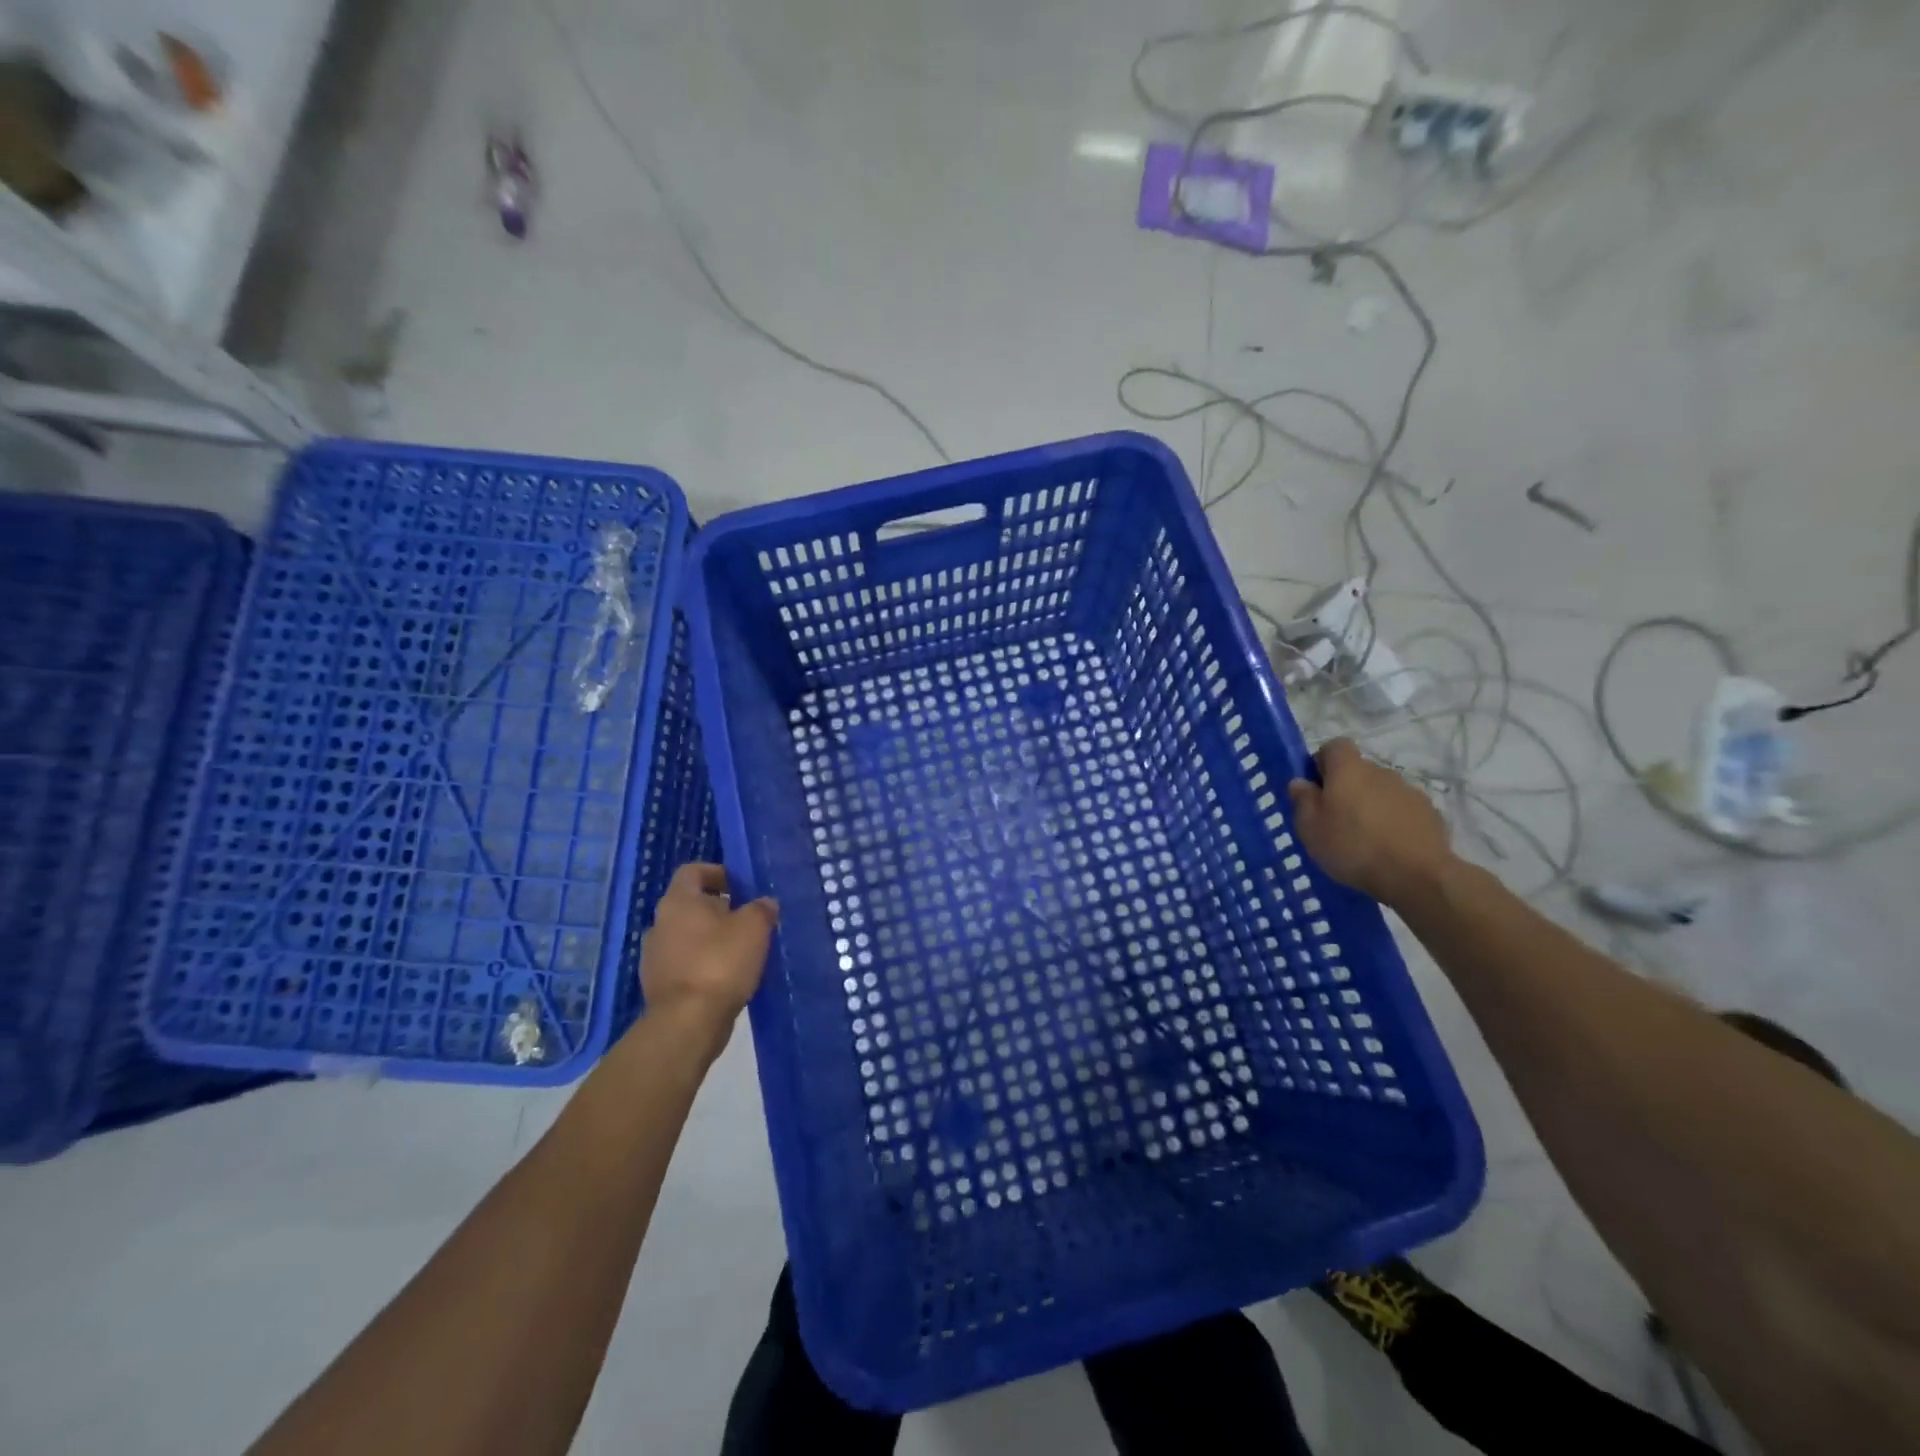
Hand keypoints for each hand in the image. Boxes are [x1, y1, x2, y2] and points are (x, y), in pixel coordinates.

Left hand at [639, 863, 777, 1055]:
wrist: (688, 1022)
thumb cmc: (720, 962)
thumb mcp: (754, 927)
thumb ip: (762, 909)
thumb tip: (765, 903)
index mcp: (679, 901)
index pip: (693, 871)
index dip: (717, 873)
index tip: (740, 886)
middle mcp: (660, 923)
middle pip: (690, 905)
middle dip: (719, 909)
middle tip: (748, 920)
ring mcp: (654, 956)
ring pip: (687, 936)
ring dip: (711, 939)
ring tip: (741, 951)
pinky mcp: (658, 985)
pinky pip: (685, 964)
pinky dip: (703, 964)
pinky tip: (727, 978)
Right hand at [1287, 738, 1453, 907]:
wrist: (1417, 876)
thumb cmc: (1353, 847)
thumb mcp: (1310, 828)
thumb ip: (1302, 800)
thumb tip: (1300, 782)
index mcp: (1349, 770)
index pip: (1335, 746)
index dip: (1323, 762)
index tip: (1315, 788)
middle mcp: (1381, 772)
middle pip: (1358, 771)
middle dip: (1346, 788)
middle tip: (1334, 820)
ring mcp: (1409, 792)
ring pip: (1381, 791)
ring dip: (1370, 806)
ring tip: (1363, 839)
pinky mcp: (1429, 813)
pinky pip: (1402, 810)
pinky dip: (1393, 822)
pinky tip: (1388, 848)